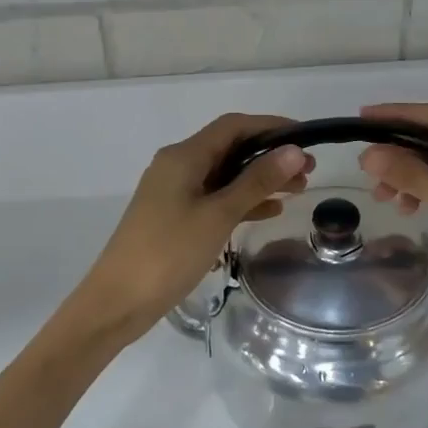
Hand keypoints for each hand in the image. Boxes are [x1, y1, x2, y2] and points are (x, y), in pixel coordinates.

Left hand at [73, 113, 312, 336]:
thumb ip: (257, 181)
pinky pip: (215, 198)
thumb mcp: (218, 215)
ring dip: (260, 179)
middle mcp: (177, 166)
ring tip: (298, 190)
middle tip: (309, 170)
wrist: (118, 301)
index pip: (233, 126)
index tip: (306, 138)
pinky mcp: (175, 217)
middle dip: (270, 156)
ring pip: (225, 175)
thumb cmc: (169, 253)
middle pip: (230, 149)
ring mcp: (174, 192)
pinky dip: (242, 201)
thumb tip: (294, 151)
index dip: (271, 127)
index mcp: (183, 156)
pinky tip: (270, 211)